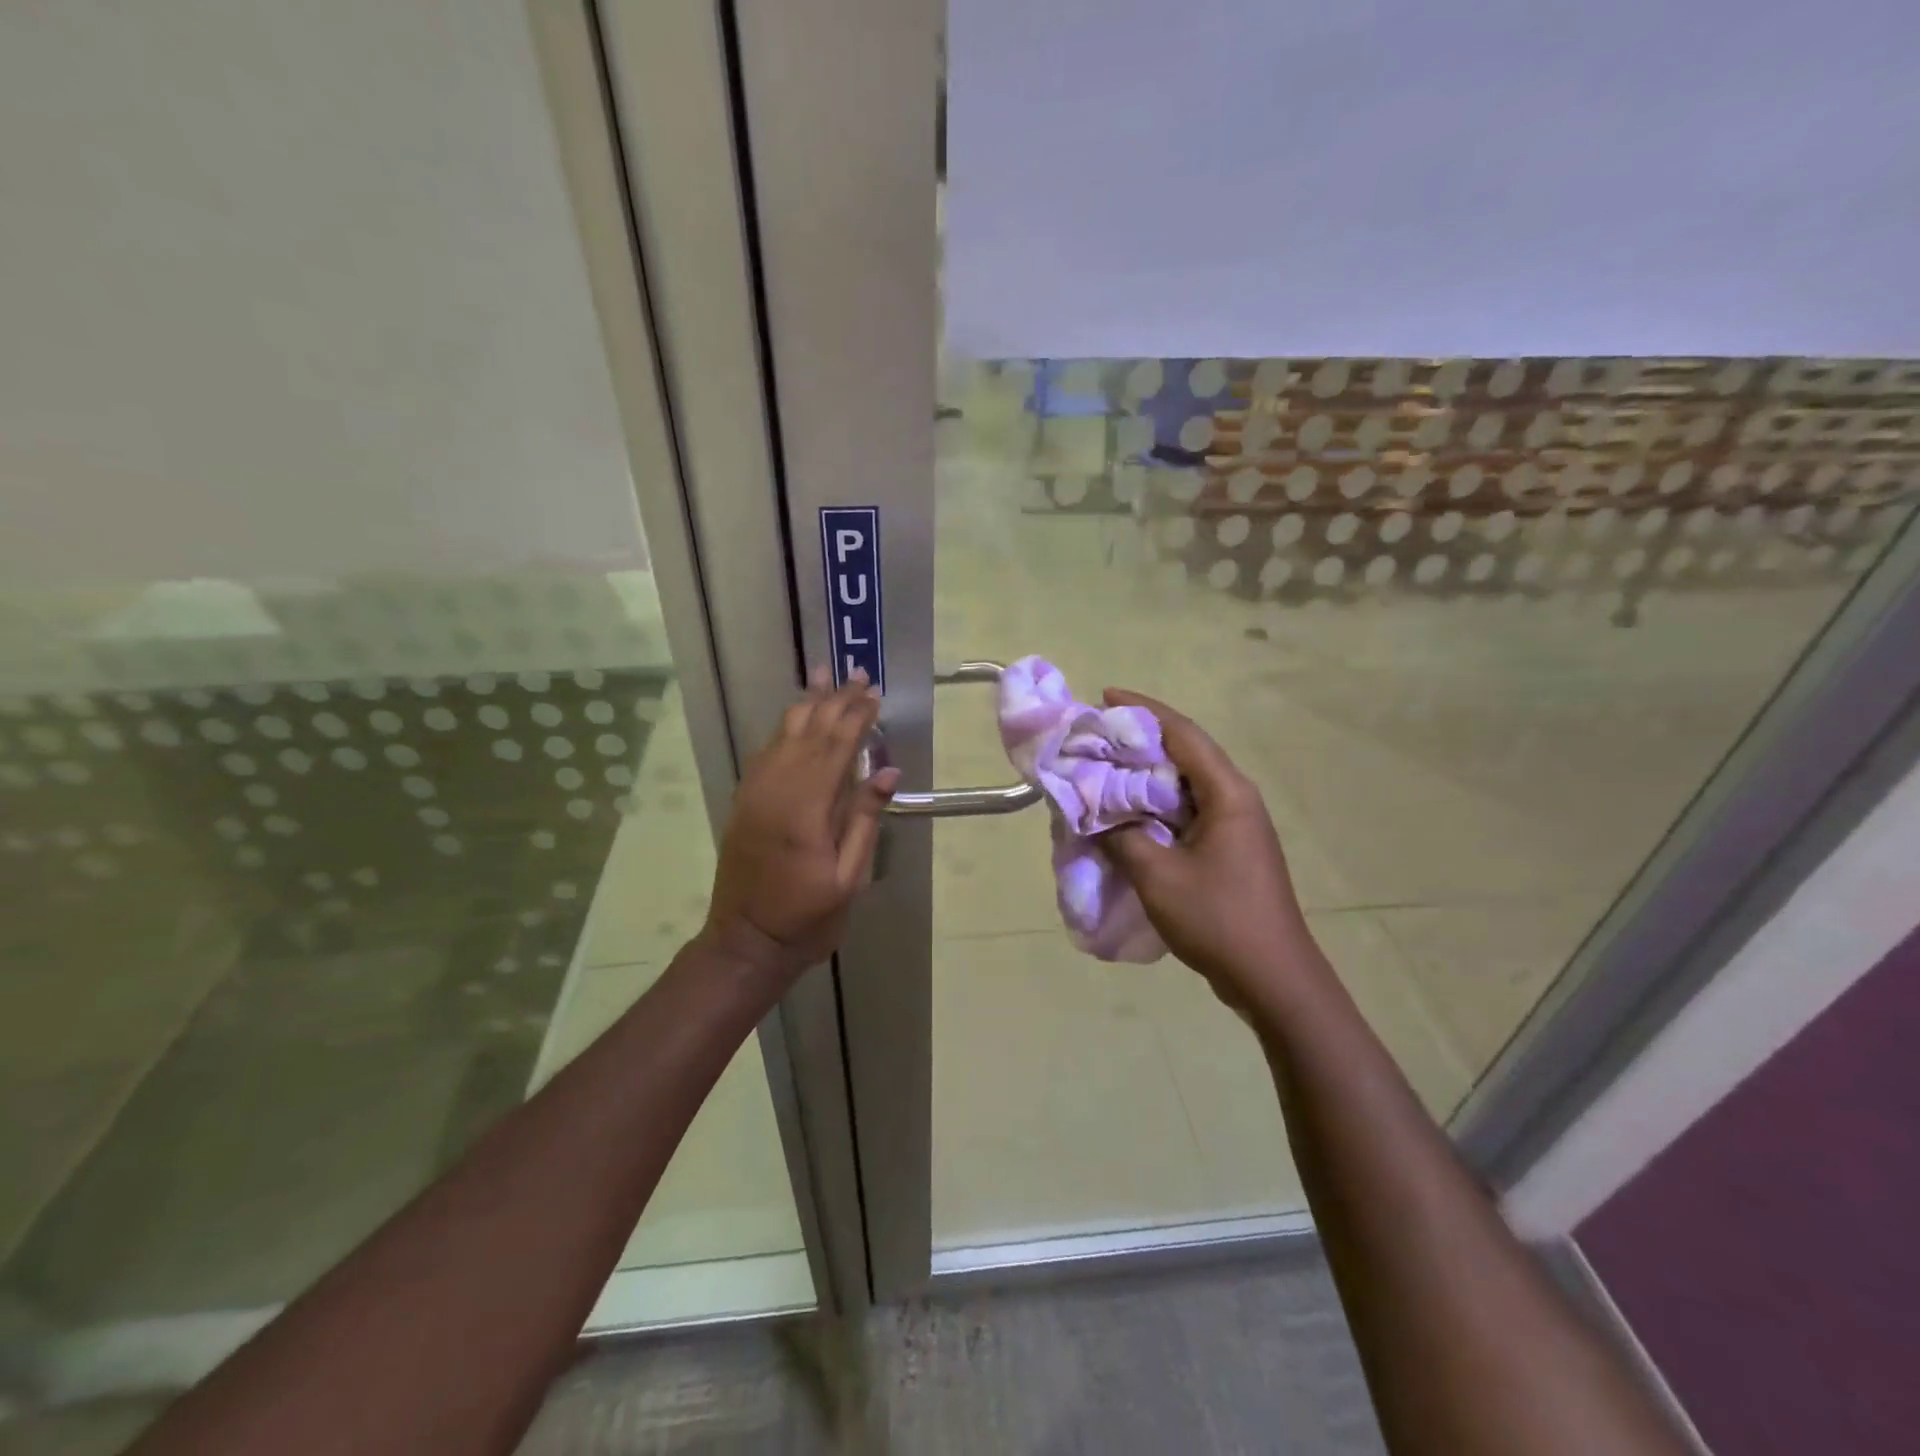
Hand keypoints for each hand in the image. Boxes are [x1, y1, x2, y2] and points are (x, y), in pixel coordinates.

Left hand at [700, 667, 899, 984]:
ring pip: (782, 736)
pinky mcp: (744, 802)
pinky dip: (783, 729)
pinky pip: (764, 753)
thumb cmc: (806, 917)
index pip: (836, 748)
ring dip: (806, 705)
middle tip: (854, 675)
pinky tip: (794, 718)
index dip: (856, 718)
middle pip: (809, 733)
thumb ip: (865, 821)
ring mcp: (755, 794)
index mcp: (806, 809)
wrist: (745, 943)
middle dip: (834, 702)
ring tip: (822, 678)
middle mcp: (777, 790)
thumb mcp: (848, 878)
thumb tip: (885, 771)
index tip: (873, 694)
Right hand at [1100, 688, 1315, 1010]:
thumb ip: (1121, 835)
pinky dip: (1155, 805)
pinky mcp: (1229, 849)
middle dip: (1139, 740)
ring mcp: (1236, 825)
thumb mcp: (1157, 874)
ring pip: (1184, 784)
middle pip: (1185, 753)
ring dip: (1145, 775)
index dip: (1142, 710)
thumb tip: (1095, 814)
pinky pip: (1187, 812)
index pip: (1182, 733)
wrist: (1272, 979)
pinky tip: (1127, 816)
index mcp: (1227, 793)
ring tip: (1103, 771)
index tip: (1104, 696)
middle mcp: (1236, 799)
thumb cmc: (1218, 919)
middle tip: (1094, 737)